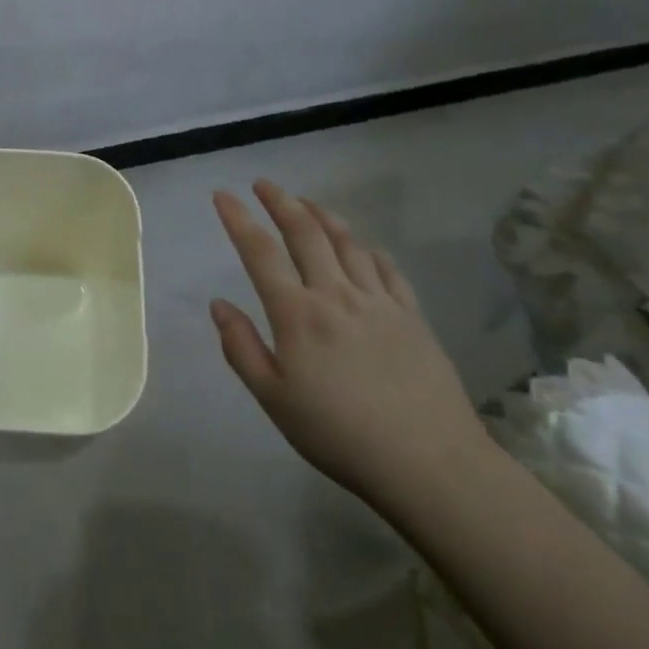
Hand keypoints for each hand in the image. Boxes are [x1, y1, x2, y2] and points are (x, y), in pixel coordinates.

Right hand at [209, 181, 490, 506]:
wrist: (430, 464)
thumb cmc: (340, 435)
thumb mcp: (274, 400)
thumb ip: (241, 349)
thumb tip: (218, 305)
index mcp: (297, 314)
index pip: (260, 252)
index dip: (238, 218)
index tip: (222, 194)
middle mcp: (336, 294)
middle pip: (305, 232)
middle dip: (281, 201)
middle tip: (264, 184)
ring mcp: (379, 302)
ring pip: (347, 241)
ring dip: (322, 214)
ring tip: (306, 201)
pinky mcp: (412, 316)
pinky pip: (386, 267)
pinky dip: (367, 248)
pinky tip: (362, 245)